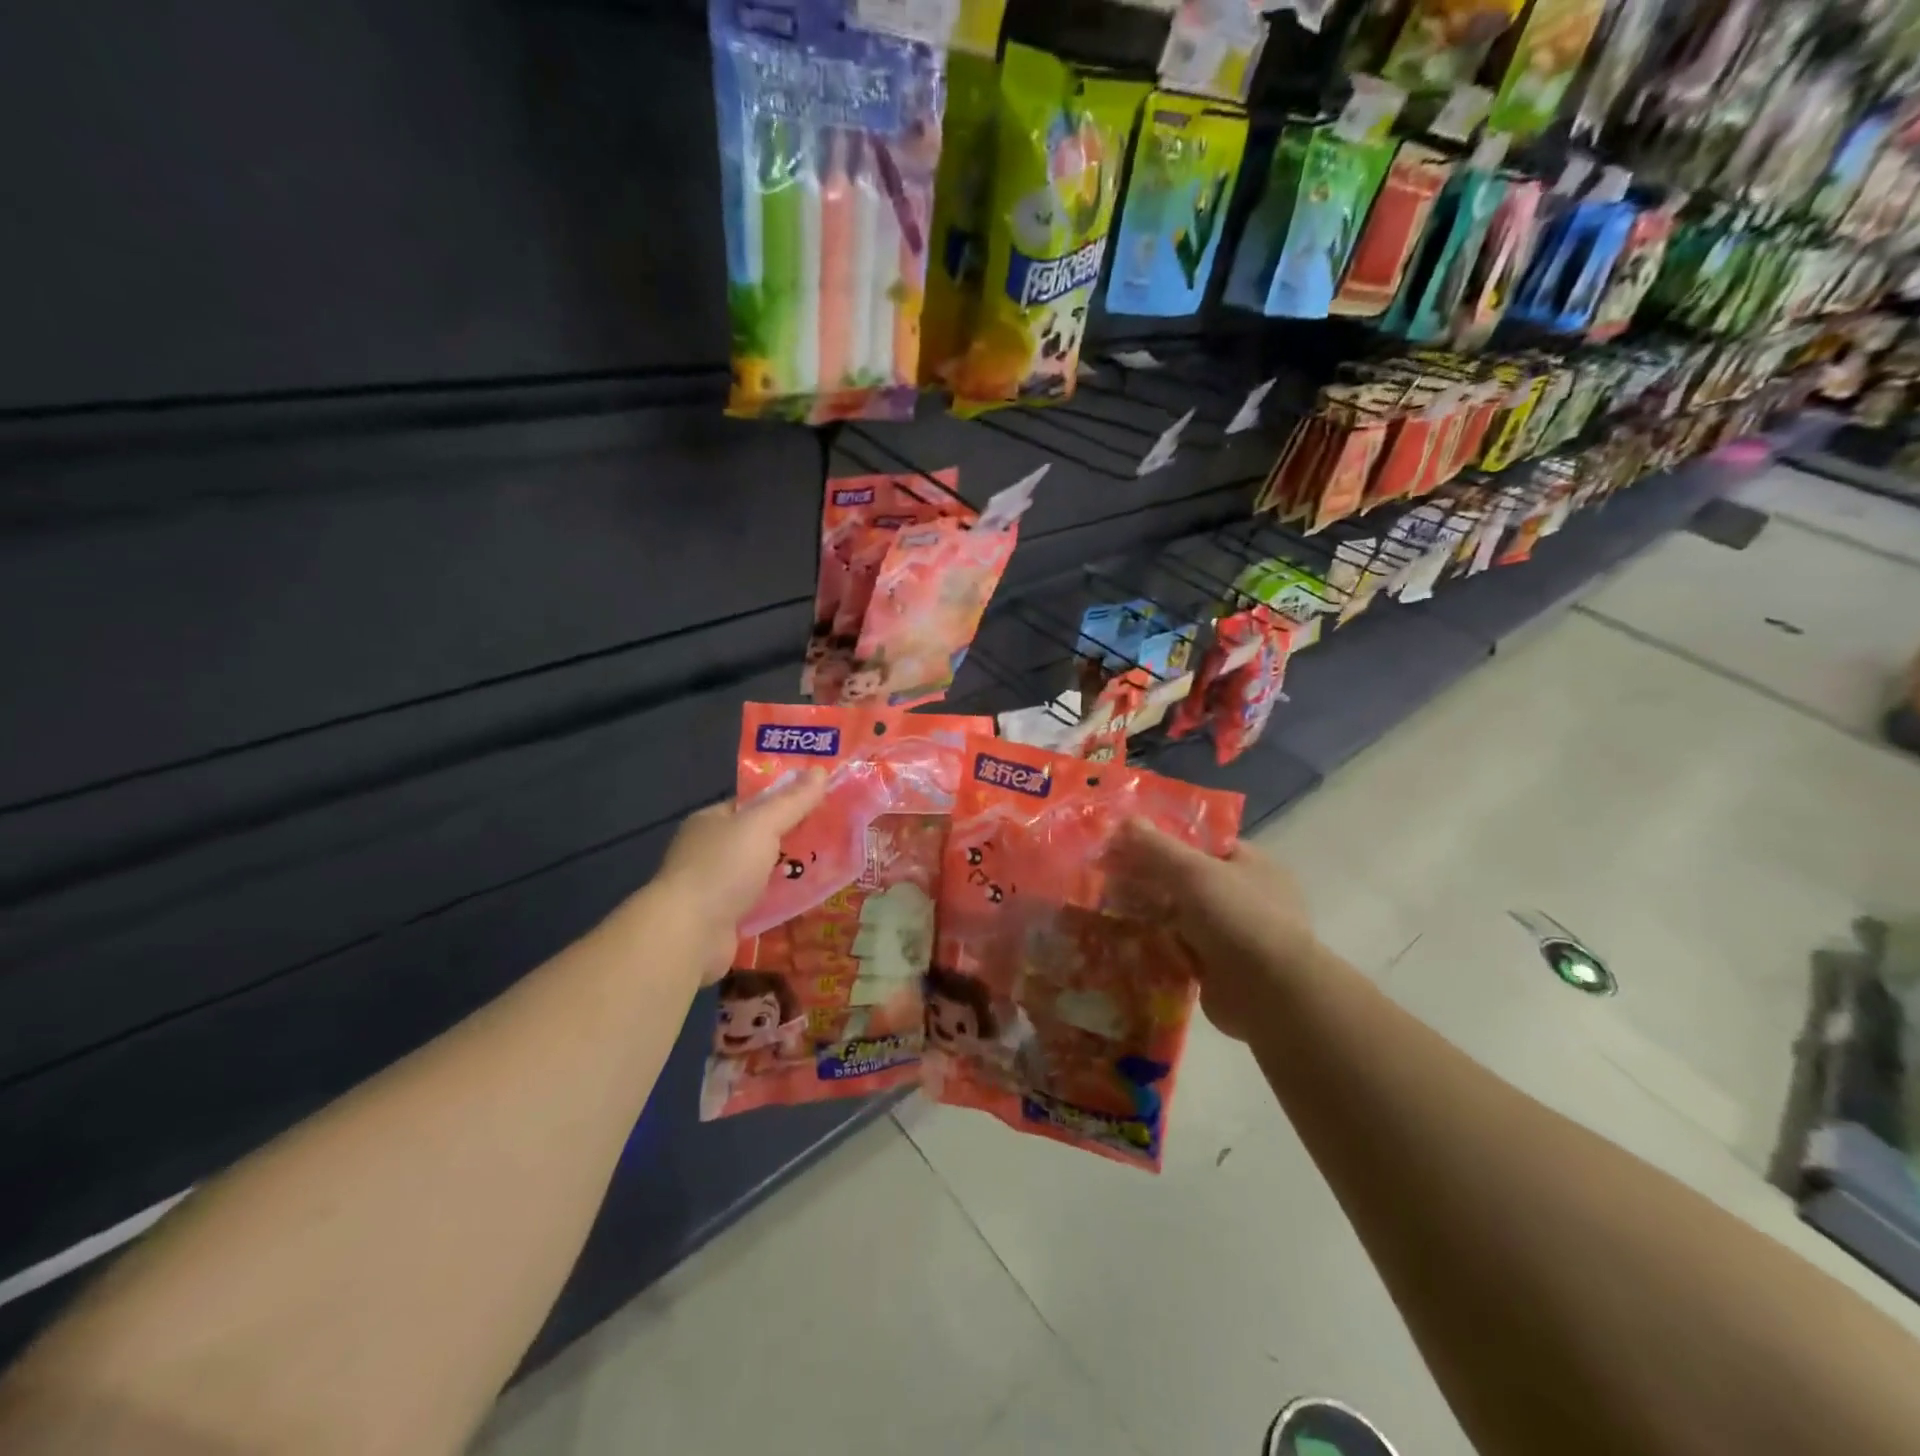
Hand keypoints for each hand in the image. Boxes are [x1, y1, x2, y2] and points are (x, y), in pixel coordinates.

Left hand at [646, 771, 828, 982]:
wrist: (689, 934)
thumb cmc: (723, 868)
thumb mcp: (762, 825)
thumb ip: (792, 801)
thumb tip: (820, 771)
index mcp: (711, 821)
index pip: (752, 803)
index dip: (785, 799)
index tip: (821, 800)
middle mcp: (710, 851)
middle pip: (760, 838)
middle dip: (794, 837)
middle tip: (835, 834)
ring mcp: (716, 886)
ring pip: (763, 872)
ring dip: (791, 872)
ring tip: (833, 866)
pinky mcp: (726, 918)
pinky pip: (762, 902)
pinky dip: (782, 901)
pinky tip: (811, 899)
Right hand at [1107, 820, 1317, 1042]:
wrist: (1270, 995)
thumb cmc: (1238, 918)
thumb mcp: (1193, 872)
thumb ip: (1157, 847)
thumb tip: (1126, 820)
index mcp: (1251, 864)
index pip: (1202, 843)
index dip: (1165, 841)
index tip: (1127, 843)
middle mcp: (1244, 897)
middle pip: (1186, 880)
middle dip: (1150, 881)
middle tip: (1109, 877)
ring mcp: (1232, 934)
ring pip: (1179, 917)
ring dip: (1149, 916)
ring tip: (1107, 908)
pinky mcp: (1217, 968)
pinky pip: (1178, 949)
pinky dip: (1156, 946)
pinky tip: (1124, 941)